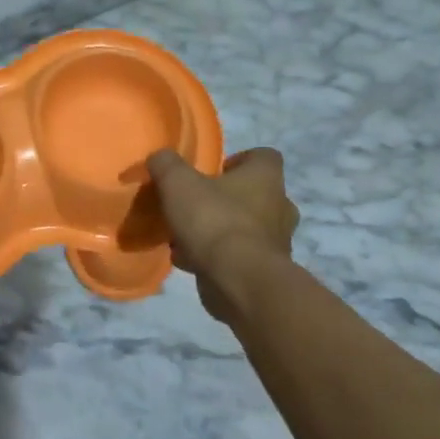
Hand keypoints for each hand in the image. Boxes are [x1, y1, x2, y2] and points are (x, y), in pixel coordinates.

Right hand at [147, 147, 299, 321]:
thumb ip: (166, 164)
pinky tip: (188, 261)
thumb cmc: (214, 221)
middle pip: (255, 195)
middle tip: (198, 205)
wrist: (239, 281)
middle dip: (227, 200)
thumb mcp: (178, 183)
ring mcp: (276, 242)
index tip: (213, 173)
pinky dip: (217, 258)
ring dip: (219, 231)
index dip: (238, 160)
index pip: (263, 156)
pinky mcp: (264, 272)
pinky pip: (238, 258)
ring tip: (186, 237)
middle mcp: (279, 207)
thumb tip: (160, 157)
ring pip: (245, 229)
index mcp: (266, 178)